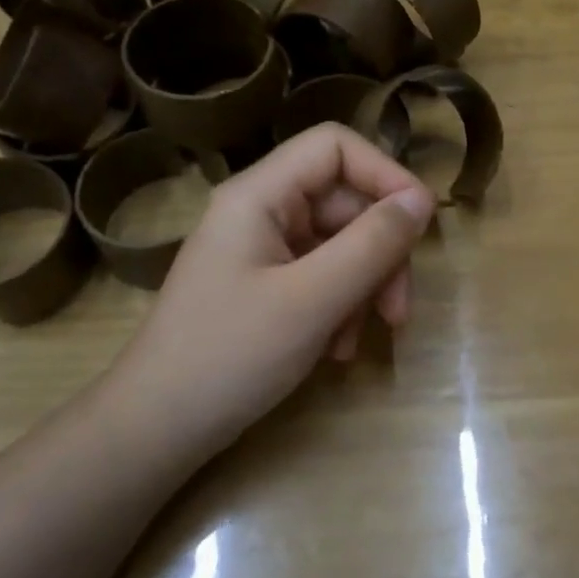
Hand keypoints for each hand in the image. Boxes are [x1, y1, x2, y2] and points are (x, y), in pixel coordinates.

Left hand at [103, 124, 434, 450]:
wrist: (156, 430)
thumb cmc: (230, 356)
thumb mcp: (313, 300)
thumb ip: (372, 245)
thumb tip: (422, 201)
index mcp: (259, 195)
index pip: (335, 147)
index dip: (385, 174)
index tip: (420, 223)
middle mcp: (260, 212)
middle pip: (343, 202)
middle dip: (380, 252)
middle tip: (398, 311)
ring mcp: (260, 251)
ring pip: (338, 244)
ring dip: (363, 288)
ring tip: (361, 339)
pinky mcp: (263, 287)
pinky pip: (319, 277)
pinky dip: (339, 307)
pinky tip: (337, 351)